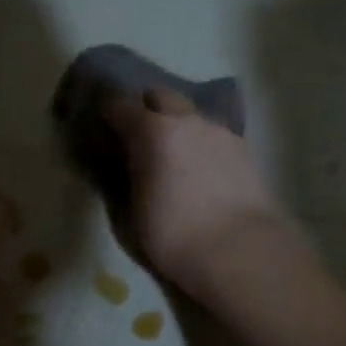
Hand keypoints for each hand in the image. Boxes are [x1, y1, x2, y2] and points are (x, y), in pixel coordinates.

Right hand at [101, 88, 295, 295]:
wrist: (240, 250)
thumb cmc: (175, 236)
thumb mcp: (133, 211)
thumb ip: (127, 177)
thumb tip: (125, 165)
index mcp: (152, 132)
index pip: (120, 105)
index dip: (107, 111)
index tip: (102, 123)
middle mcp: (187, 121)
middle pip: (162, 95)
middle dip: (148, 107)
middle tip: (140, 132)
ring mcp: (219, 131)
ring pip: (192, 114)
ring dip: (180, 124)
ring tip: (176, 153)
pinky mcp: (244, 148)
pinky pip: (214, 134)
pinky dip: (202, 143)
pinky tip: (203, 167)